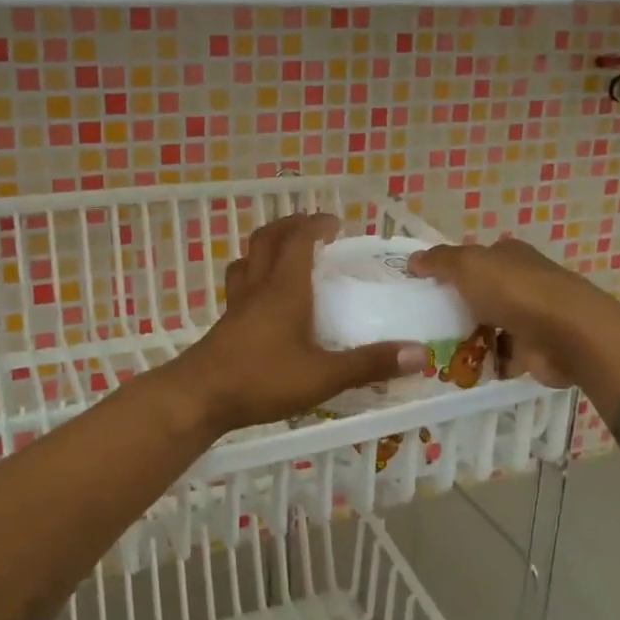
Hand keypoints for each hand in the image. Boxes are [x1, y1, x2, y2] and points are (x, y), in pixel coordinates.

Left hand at [174, 214, 427, 435]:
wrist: (200, 397)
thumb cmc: (262, 379)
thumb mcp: (323, 376)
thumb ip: (369, 364)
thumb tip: (420, 353)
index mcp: (285, 288)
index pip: (299, 239)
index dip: (317, 224)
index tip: (336, 223)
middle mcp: (259, 286)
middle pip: (268, 238)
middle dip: (291, 225)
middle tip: (312, 229)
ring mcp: (237, 303)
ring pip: (248, 258)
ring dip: (267, 245)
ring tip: (286, 253)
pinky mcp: (226, 322)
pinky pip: (239, 283)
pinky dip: (254, 274)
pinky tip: (263, 297)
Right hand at [410, 237, 586, 387]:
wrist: (568, 335)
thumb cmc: (515, 291)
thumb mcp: (468, 265)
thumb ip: (439, 261)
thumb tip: (413, 260)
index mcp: (509, 256)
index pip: (477, 257)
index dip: (452, 268)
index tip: (425, 285)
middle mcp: (522, 282)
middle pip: (482, 293)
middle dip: (457, 307)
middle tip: (425, 321)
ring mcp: (530, 318)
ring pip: (490, 326)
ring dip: (468, 337)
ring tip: (435, 350)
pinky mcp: (535, 350)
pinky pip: (502, 356)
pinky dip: (485, 363)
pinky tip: (460, 370)